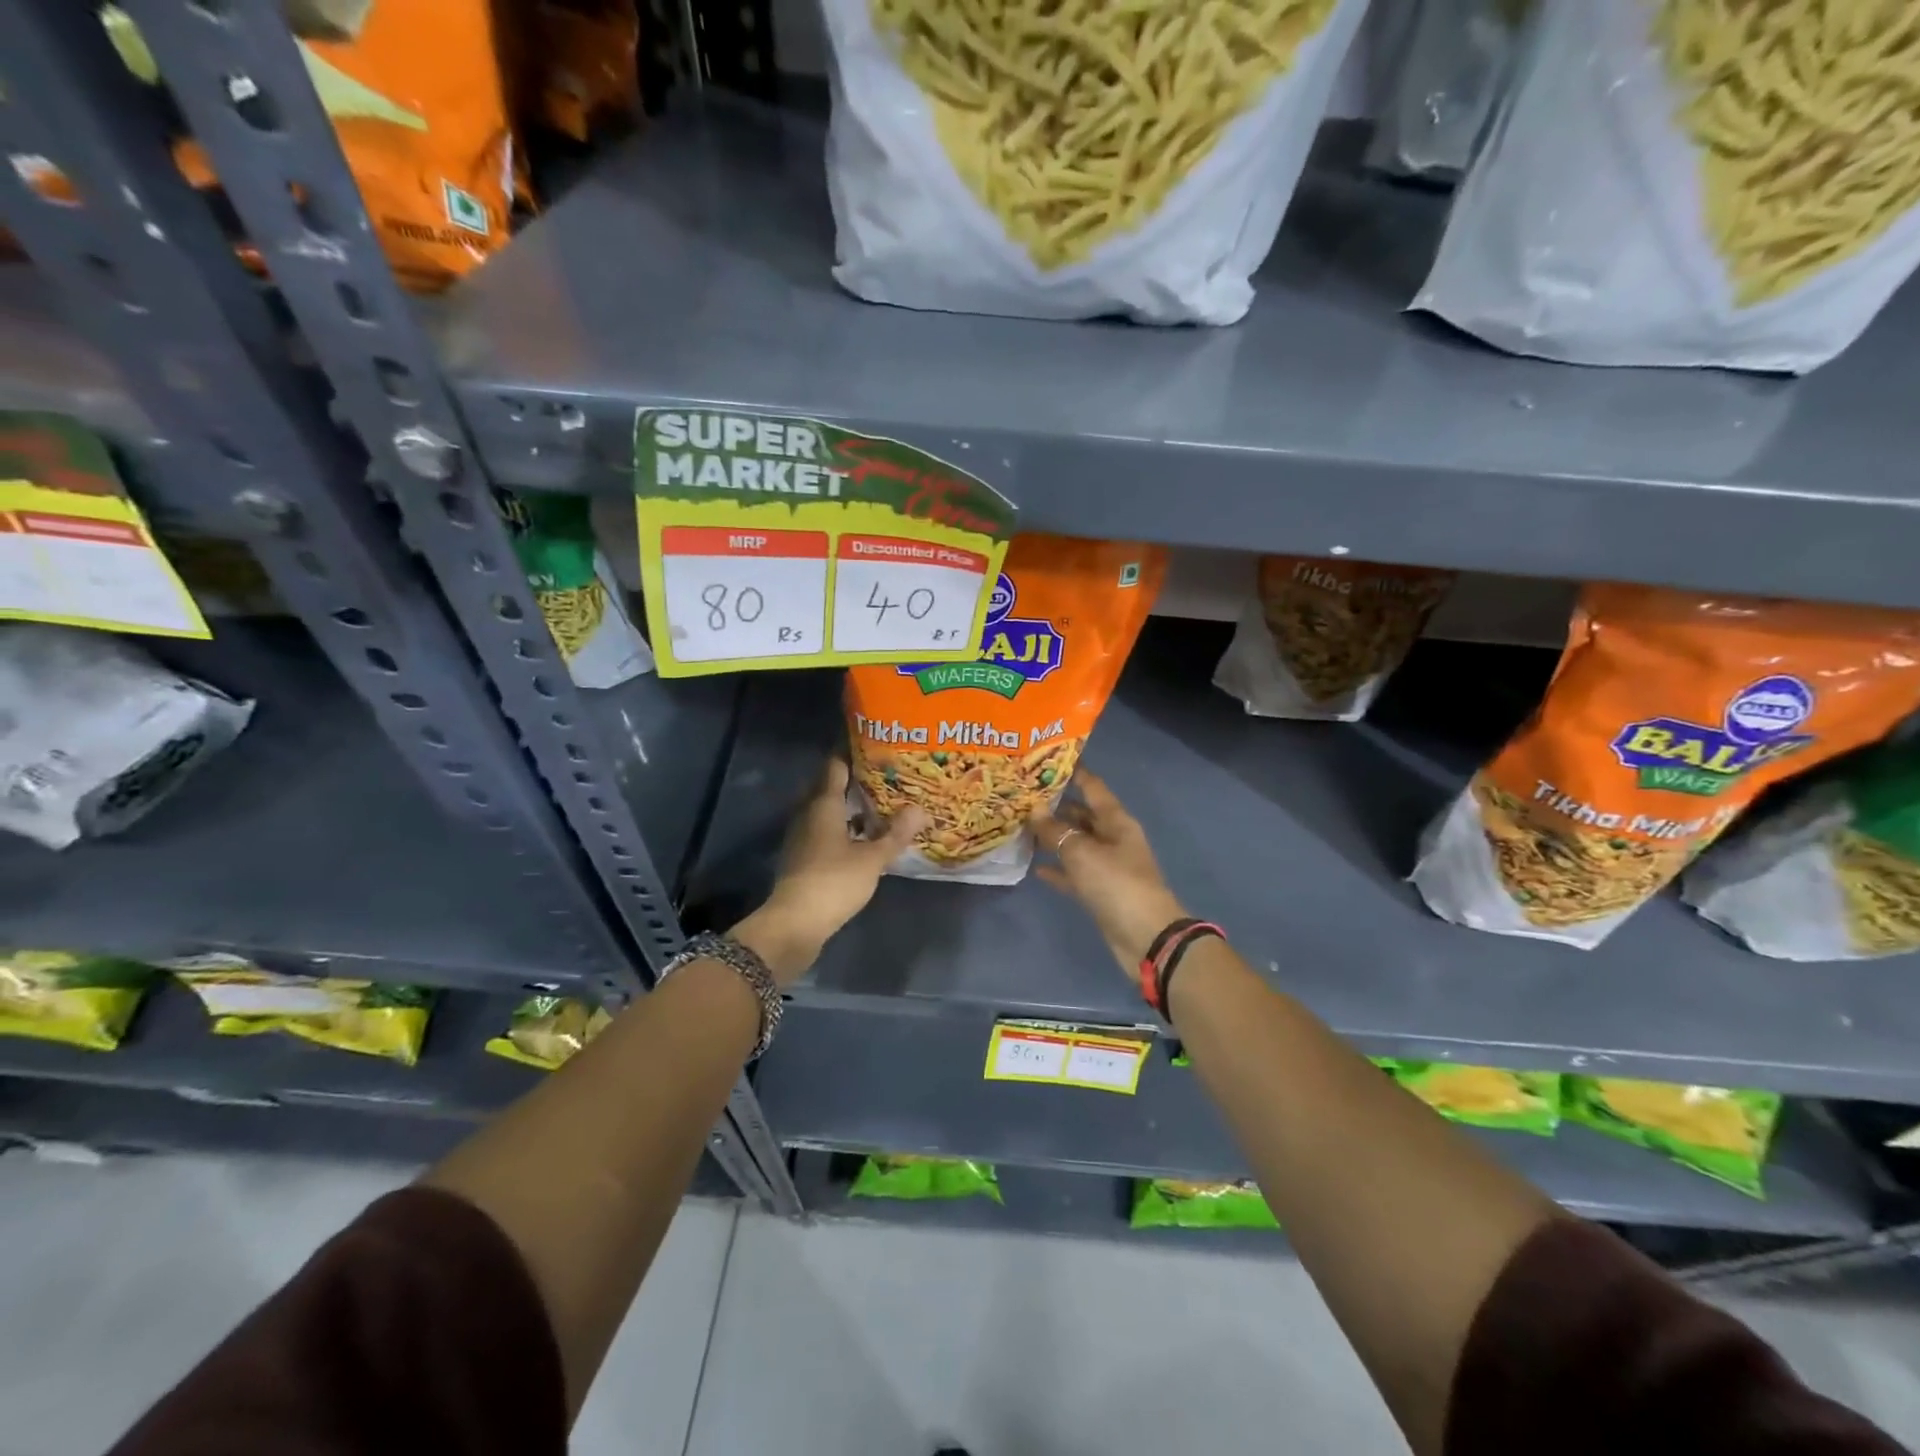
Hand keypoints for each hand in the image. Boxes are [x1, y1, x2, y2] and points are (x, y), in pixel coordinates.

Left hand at [732, 758, 925, 985]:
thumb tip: (920, 809)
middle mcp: (808, 814)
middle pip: (829, 786)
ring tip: (880, 803)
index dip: (852, 752)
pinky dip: (844, 828)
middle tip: (884, 773)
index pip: (835, 766)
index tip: (874, 744)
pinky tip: (864, 836)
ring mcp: (803, 837)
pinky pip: (825, 831)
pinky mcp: (803, 858)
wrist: (795, 924)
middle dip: (854, 779)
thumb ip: (896, 833)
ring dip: (849, 806)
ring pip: (827, 811)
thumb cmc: (833, 882)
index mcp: (823, 805)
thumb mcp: (873, 858)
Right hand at [1030, 772, 1186, 974]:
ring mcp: (1107, 866)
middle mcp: (1113, 838)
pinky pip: (1074, 873)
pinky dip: (1058, 869)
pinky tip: (1036, 867)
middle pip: (1082, 815)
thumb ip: (1056, 831)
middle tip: (1024, 796)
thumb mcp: (1082, 852)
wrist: (1145, 936)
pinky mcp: (1100, 891)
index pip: (1093, 787)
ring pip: (1076, 844)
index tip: (1047, 760)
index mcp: (1116, 821)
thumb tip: (1034, 809)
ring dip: (1054, 837)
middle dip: (1056, 806)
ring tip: (1023, 827)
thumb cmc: (1117, 884)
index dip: (1073, 772)